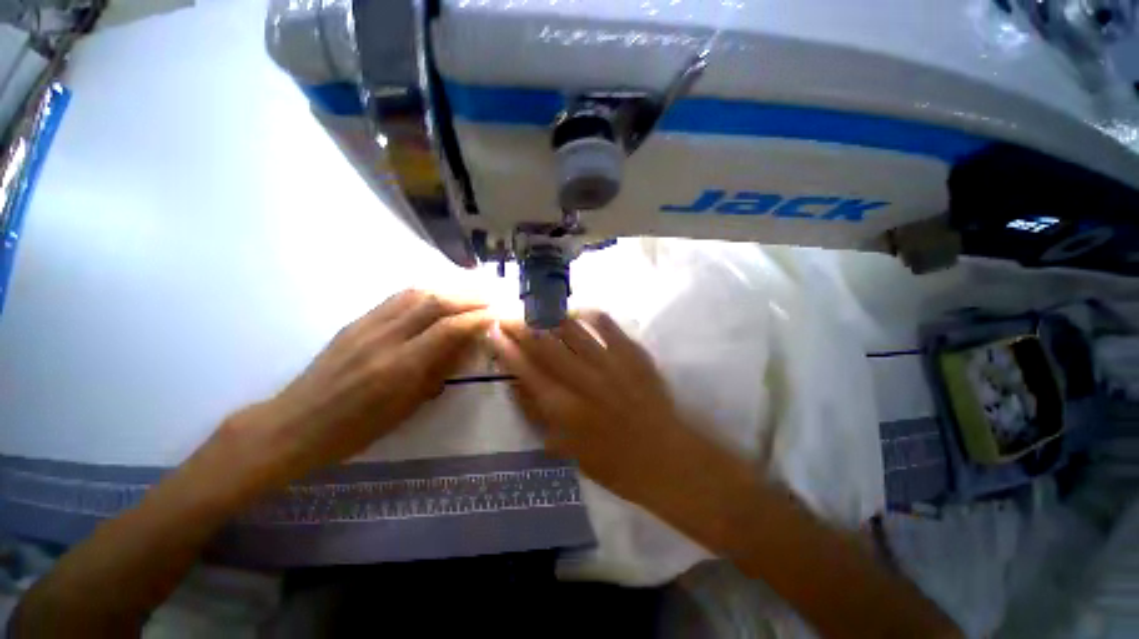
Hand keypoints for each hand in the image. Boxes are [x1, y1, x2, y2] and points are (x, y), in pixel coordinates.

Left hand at [219, 290, 490, 487]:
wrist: (296, 424)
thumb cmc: (357, 429)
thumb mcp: (407, 407)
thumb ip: (439, 371)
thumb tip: (466, 345)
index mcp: (399, 367)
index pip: (448, 329)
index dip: (477, 318)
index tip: (498, 314)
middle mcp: (384, 338)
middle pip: (434, 303)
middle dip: (468, 297)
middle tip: (491, 296)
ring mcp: (367, 325)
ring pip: (415, 294)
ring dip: (448, 289)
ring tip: (470, 291)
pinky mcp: (357, 321)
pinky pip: (396, 298)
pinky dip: (425, 291)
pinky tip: (438, 293)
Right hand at [490, 312, 701, 504]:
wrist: (664, 457)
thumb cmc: (612, 463)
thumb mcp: (564, 448)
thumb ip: (538, 415)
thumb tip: (518, 382)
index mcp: (565, 409)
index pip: (526, 369)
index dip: (506, 348)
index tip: (494, 332)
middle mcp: (583, 380)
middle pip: (545, 344)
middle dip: (521, 326)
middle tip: (509, 314)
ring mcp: (610, 363)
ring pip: (572, 329)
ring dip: (550, 317)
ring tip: (538, 311)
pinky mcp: (632, 354)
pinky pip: (606, 324)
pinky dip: (588, 314)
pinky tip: (578, 313)